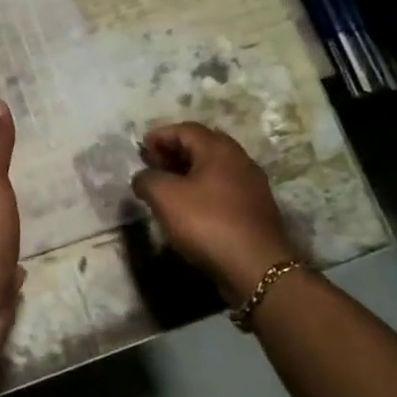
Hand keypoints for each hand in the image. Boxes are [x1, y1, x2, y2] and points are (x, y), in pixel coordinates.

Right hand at [131, 122, 295, 298]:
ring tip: (166, 186)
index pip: (185, 129)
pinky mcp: (254, 208)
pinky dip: (201, 188)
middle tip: (152, 164)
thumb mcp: (165, 198)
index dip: (160, 135)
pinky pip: (222, 187)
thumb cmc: (207, 223)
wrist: (256, 267)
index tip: (141, 147)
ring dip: (187, 171)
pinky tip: (189, 206)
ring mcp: (251, 185)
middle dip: (174, 151)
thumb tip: (143, 177)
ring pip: (213, 167)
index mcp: (219, 150)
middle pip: (202, 145)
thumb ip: (147, 180)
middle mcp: (239, 160)